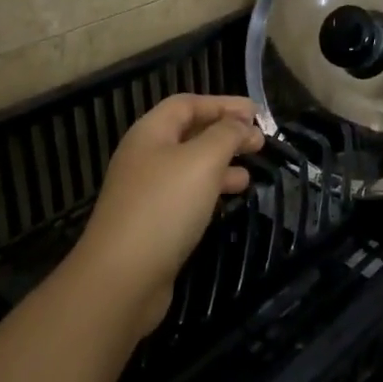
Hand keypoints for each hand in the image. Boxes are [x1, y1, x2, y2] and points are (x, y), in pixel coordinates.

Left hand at [70, 94, 263, 337]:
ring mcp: (146, 192)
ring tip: (250, 172)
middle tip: (260, 141)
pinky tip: (230, 200)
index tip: (255, 112)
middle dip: (225, 133)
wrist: (122, 277)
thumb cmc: (164, 207)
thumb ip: (226, 135)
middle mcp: (144, 157)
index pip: (187, 104)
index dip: (221, 104)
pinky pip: (186, 195)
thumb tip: (242, 124)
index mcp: (150, 133)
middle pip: (188, 134)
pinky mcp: (152, 223)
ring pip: (190, 167)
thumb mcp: (202, 161)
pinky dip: (211, 191)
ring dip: (221, 164)